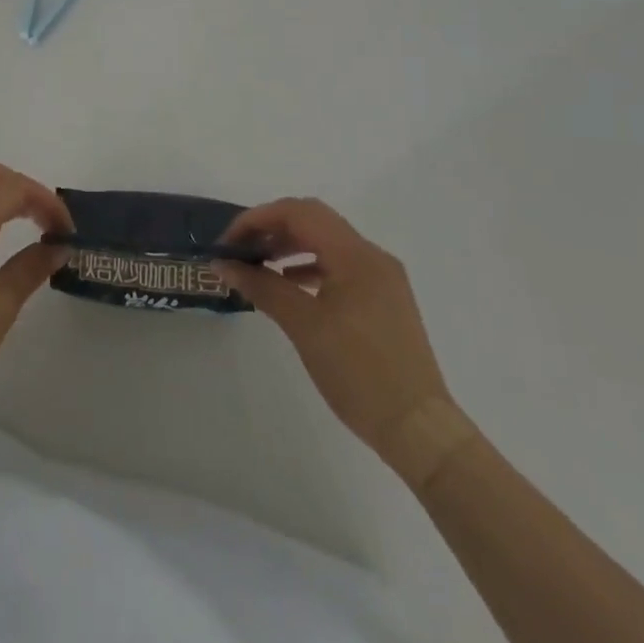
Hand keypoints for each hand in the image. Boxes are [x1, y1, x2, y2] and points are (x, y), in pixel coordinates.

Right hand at [217, 199, 461, 478]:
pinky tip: (288, 286)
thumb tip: (224, 265)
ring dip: (289, 246)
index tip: (227, 243)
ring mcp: (381, 278)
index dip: (257, 219)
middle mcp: (371, 255)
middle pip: (313, 221)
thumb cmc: (359, 373)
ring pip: (326, 242)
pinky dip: (309, 267)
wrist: (419, 429)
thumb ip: (262, 287)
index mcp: (356, 254)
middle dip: (272, 228)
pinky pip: (339, 266)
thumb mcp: (304, 326)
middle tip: (239, 250)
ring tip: (257, 266)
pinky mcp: (383, 299)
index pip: (298, 213)